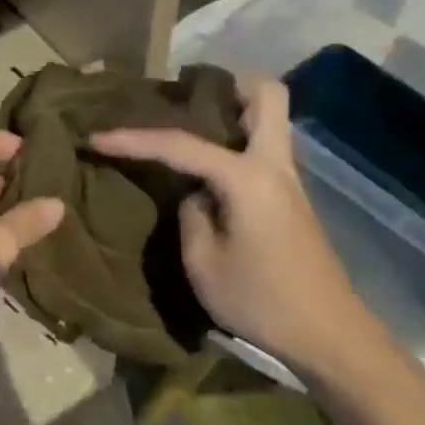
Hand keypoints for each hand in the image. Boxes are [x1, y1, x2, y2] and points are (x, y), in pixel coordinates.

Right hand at [90, 77, 388, 385]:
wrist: (327, 336)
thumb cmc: (260, 301)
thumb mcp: (203, 263)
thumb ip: (190, 215)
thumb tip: (195, 194)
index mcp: (248, 177)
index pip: (181, 145)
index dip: (134, 139)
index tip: (97, 137)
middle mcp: (275, 165)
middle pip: (266, 95)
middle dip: (225, 87)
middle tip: (183, 103)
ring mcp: (289, 181)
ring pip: (268, 121)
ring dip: (232, 114)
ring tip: (188, 131)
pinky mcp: (292, 200)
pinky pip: (263, 150)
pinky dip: (236, 143)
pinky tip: (209, 171)